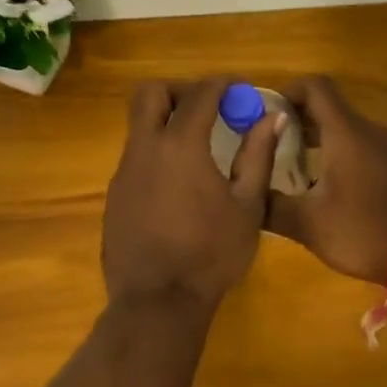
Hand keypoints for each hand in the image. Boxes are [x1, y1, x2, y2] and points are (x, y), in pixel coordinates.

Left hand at [102, 77, 282, 313]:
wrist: (157, 302)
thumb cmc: (212, 253)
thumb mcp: (247, 206)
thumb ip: (259, 154)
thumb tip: (273, 116)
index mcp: (181, 145)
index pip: (199, 94)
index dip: (221, 84)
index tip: (237, 88)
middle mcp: (145, 148)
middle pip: (150, 94)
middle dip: (178, 90)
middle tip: (205, 108)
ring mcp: (123, 172)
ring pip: (138, 126)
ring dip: (165, 123)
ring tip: (195, 149)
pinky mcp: (114, 195)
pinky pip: (134, 158)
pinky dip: (155, 154)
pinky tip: (176, 185)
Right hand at [266, 75, 386, 283]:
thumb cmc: (364, 232)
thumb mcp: (308, 224)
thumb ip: (272, 206)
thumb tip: (247, 195)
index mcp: (346, 133)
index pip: (316, 87)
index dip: (288, 90)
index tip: (267, 113)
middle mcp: (370, 131)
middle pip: (330, 107)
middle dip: (298, 119)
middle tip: (272, 145)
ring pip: (347, 129)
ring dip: (319, 139)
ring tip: (295, 169)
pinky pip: (365, 147)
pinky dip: (342, 154)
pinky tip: (330, 187)